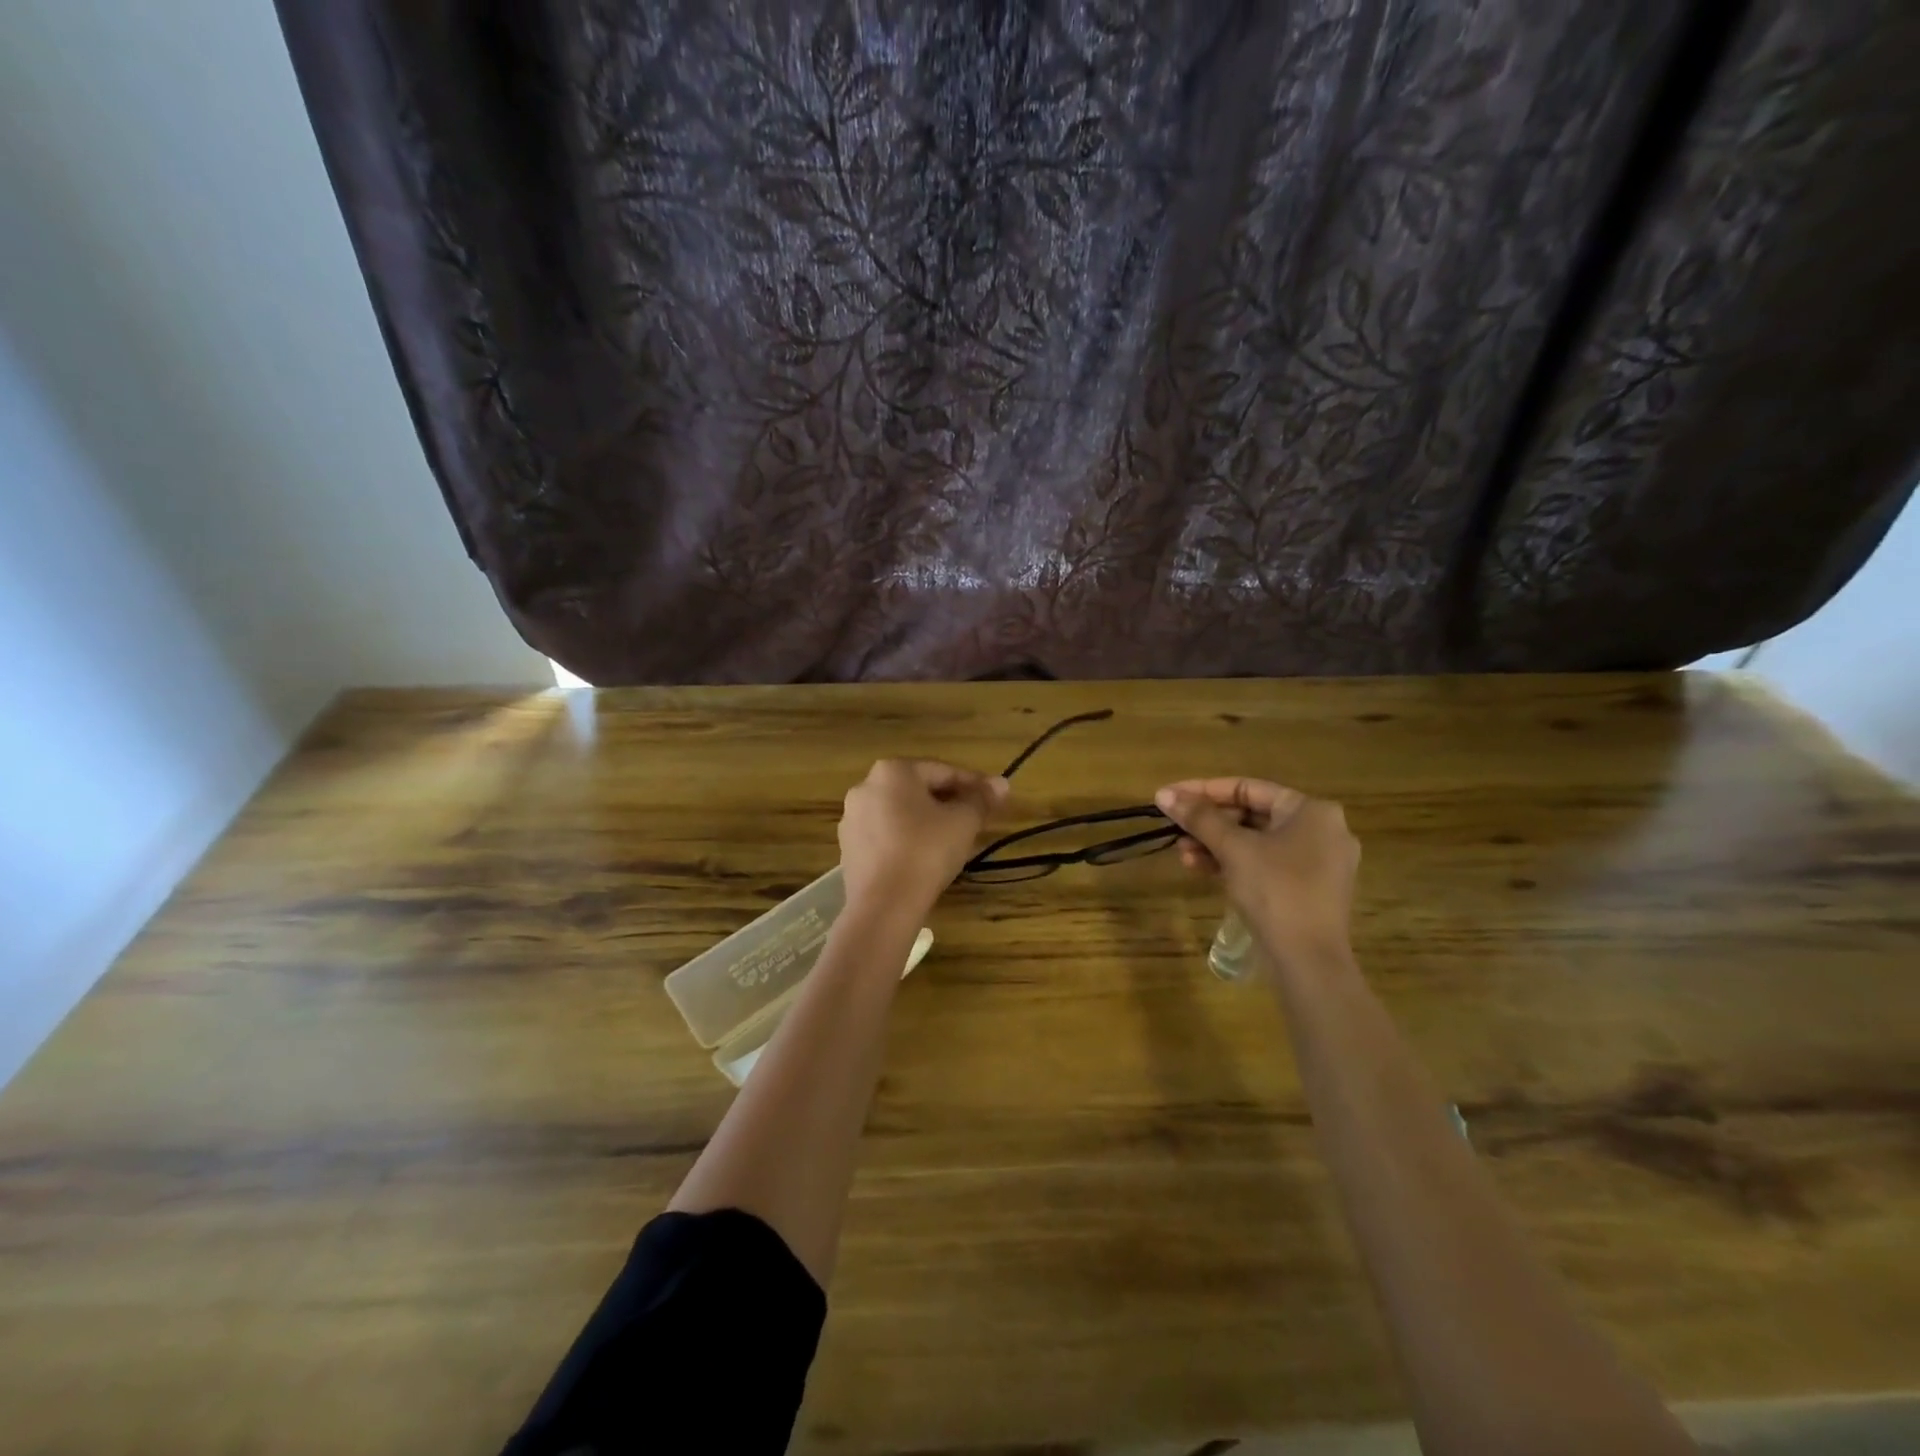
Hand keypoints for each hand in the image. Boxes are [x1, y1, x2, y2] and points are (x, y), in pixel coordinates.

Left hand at [839, 760, 1008, 915]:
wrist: (883, 904)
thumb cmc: (926, 851)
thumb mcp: (963, 822)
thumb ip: (981, 799)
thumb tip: (1001, 784)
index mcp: (893, 771)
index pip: (943, 771)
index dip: (974, 785)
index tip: (996, 797)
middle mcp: (866, 786)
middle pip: (919, 790)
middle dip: (950, 802)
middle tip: (976, 818)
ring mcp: (852, 819)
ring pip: (901, 813)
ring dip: (928, 820)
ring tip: (953, 839)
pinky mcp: (848, 848)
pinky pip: (886, 835)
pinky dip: (907, 839)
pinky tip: (924, 857)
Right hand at [1155, 777, 1359, 979]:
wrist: (1309, 961)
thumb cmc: (1275, 891)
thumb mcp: (1233, 849)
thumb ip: (1199, 818)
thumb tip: (1164, 794)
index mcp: (1311, 811)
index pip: (1248, 788)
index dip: (1203, 790)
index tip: (1169, 797)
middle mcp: (1321, 830)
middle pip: (1251, 815)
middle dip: (1208, 823)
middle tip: (1174, 829)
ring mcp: (1317, 863)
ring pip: (1255, 842)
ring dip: (1215, 845)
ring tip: (1182, 854)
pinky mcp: (1308, 890)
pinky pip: (1265, 864)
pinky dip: (1234, 864)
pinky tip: (1201, 870)